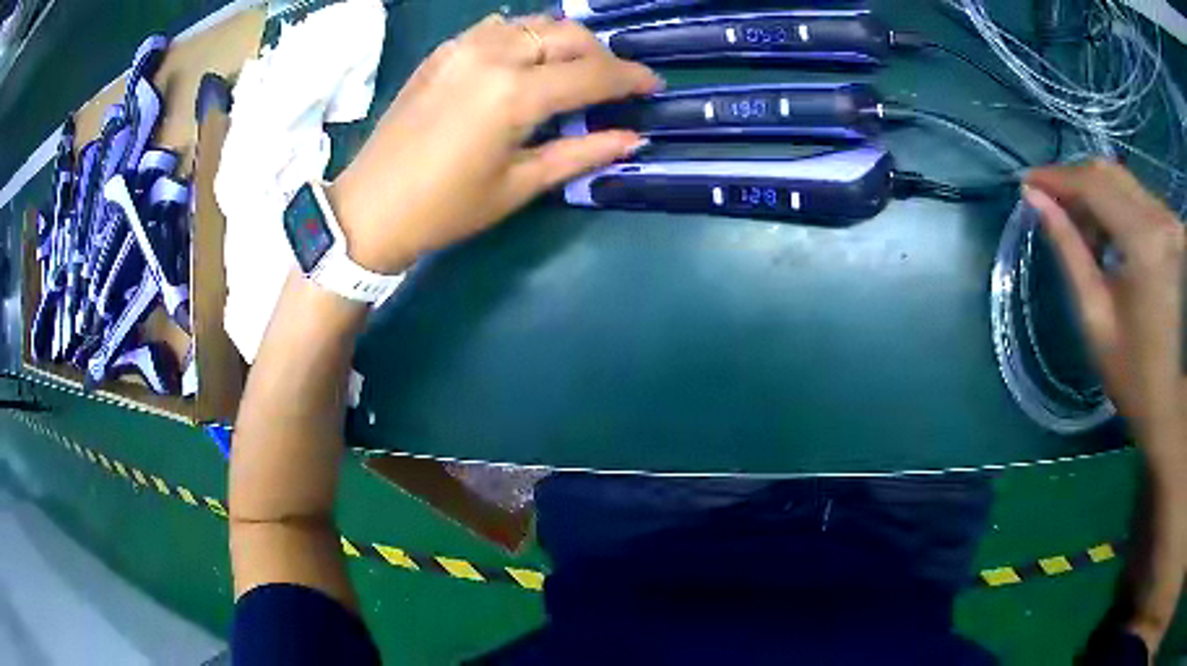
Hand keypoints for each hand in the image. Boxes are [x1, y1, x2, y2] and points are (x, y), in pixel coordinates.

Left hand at [327, 14, 660, 273]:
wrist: (369, 209)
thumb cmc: (446, 208)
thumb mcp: (518, 185)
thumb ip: (580, 154)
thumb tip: (632, 139)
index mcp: (514, 94)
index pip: (592, 73)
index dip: (631, 78)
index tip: (654, 86)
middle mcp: (492, 55)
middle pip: (567, 35)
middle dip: (601, 55)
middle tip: (614, 83)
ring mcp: (462, 47)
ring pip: (534, 23)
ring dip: (564, 41)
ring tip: (575, 70)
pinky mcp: (442, 52)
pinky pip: (498, 28)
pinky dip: (525, 36)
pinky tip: (528, 60)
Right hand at [1023, 160, 1184, 449]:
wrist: (1176, 406)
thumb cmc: (1137, 378)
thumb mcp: (1098, 319)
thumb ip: (1069, 252)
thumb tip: (1036, 202)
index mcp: (1145, 242)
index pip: (1094, 185)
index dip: (1057, 177)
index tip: (1027, 182)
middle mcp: (1160, 219)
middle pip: (1110, 174)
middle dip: (1076, 182)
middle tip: (1050, 203)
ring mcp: (1170, 222)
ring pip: (1124, 183)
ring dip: (1097, 197)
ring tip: (1080, 229)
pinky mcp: (1173, 230)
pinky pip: (1139, 199)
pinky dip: (1118, 208)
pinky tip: (1108, 236)